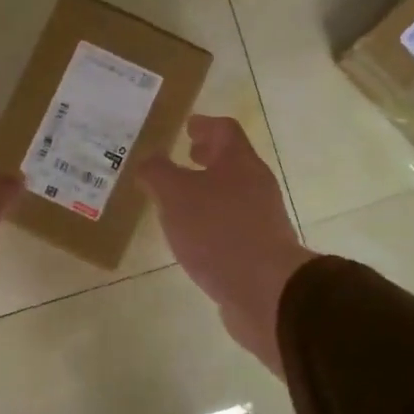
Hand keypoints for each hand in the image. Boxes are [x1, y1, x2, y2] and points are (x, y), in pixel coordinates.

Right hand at [138, 115, 315, 376]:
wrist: (264, 288)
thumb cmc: (218, 231)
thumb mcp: (175, 195)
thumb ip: (157, 173)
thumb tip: (148, 161)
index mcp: (240, 162)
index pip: (225, 130)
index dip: (205, 124)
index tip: (188, 125)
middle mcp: (256, 185)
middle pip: (232, 161)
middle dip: (208, 157)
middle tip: (186, 156)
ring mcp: (262, 218)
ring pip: (233, 194)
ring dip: (209, 190)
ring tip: (181, 200)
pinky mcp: (260, 249)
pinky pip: (233, 224)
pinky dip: (213, 220)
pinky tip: (195, 237)